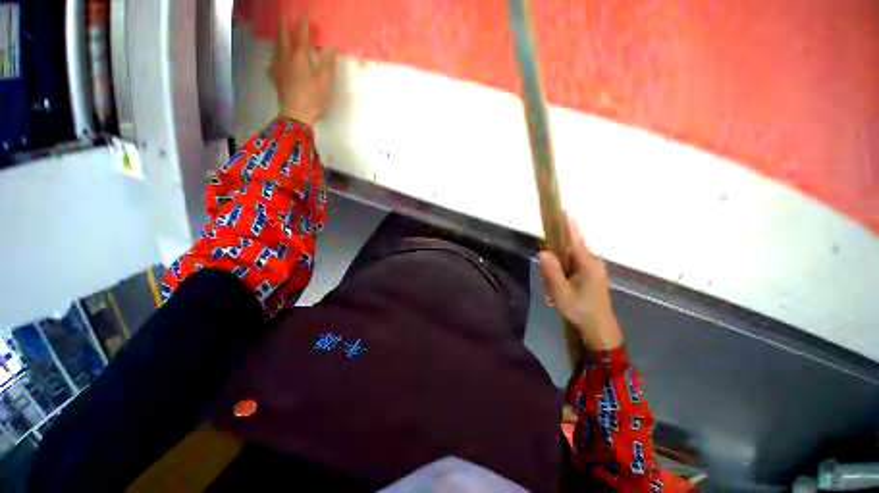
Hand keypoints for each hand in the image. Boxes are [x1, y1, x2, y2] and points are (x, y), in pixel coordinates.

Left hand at [269, 17, 335, 126]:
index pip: (301, 36)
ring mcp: (278, 67)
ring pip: (276, 48)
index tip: (305, 15)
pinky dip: (276, 55)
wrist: (296, 115)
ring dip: (279, 38)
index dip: (304, 25)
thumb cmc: (313, 98)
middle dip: (283, 25)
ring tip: (281, 34)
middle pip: (283, 37)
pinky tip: (277, 58)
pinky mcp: (275, 78)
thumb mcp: (325, 81)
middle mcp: (285, 58)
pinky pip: (273, 61)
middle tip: (283, 15)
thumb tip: (331, 46)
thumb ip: (327, 62)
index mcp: (299, 57)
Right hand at [539, 215, 623, 350]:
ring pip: (569, 257)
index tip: (561, 209)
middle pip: (569, 248)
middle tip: (549, 281)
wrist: (600, 327)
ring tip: (555, 290)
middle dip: (554, 257)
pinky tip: (560, 288)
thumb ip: (552, 272)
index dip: (567, 223)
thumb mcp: (561, 293)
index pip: (575, 237)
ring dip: (558, 268)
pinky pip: (572, 265)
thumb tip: (543, 251)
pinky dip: (563, 271)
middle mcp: (592, 261)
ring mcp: (593, 267)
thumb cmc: (580, 310)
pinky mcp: (591, 273)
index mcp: (587, 263)